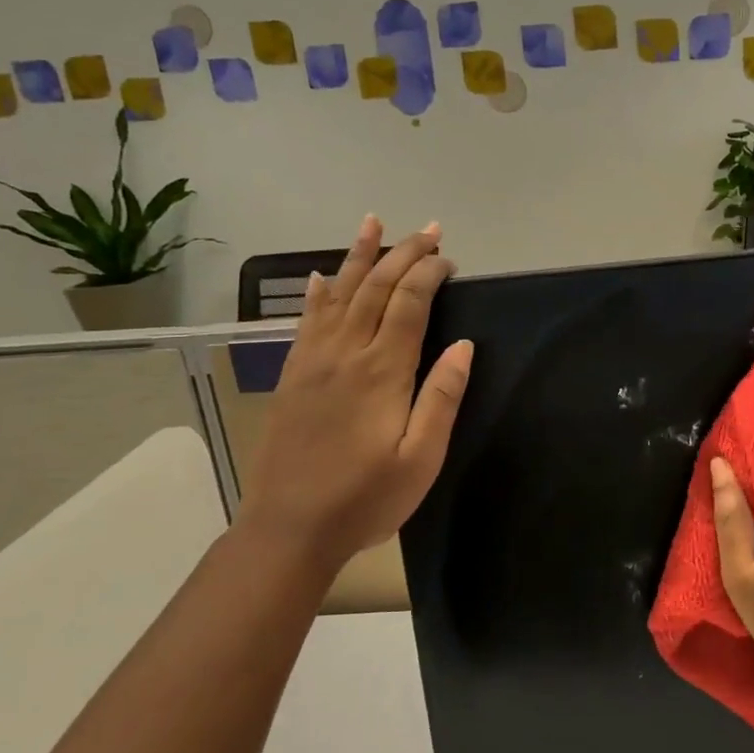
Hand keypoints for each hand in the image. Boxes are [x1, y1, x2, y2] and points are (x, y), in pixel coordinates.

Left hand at [235, 216, 472, 577]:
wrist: (289, 529)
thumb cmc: (366, 499)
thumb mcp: (421, 458)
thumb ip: (442, 398)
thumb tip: (464, 345)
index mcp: (383, 372)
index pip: (409, 304)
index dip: (430, 274)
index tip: (450, 259)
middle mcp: (346, 354)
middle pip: (376, 289)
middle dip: (404, 254)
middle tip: (428, 229)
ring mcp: (313, 362)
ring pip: (339, 294)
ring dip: (360, 257)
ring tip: (372, 223)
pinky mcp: (293, 376)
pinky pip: (307, 321)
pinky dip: (318, 293)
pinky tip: (321, 277)